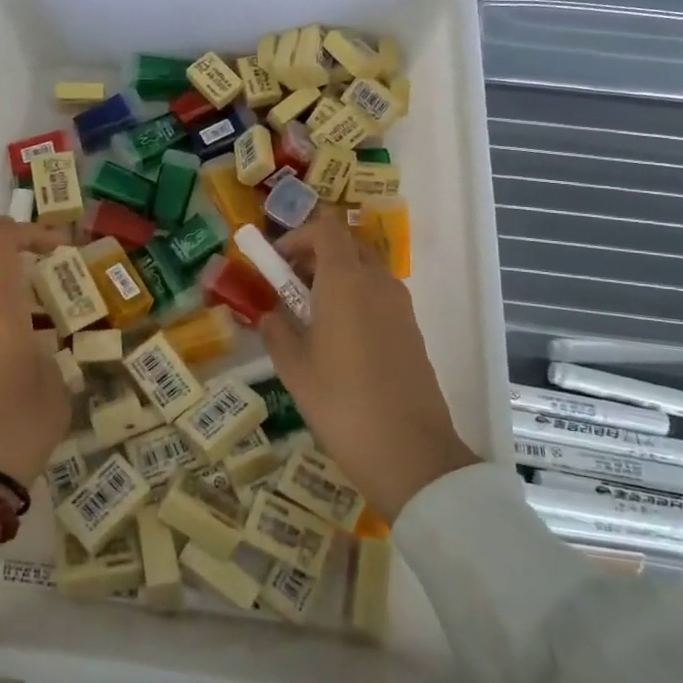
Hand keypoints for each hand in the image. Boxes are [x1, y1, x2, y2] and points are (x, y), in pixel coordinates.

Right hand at [256, 214, 477, 518]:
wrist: (410, 453)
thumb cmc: (341, 402)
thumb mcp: (293, 368)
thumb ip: (276, 331)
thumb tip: (270, 315)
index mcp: (345, 281)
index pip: (326, 229)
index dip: (298, 236)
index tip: (277, 261)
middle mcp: (377, 282)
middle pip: (348, 246)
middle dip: (316, 255)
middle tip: (290, 286)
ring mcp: (401, 306)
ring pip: (366, 271)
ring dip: (337, 278)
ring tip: (310, 317)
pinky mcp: (412, 331)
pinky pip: (379, 297)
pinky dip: (356, 300)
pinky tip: (339, 340)